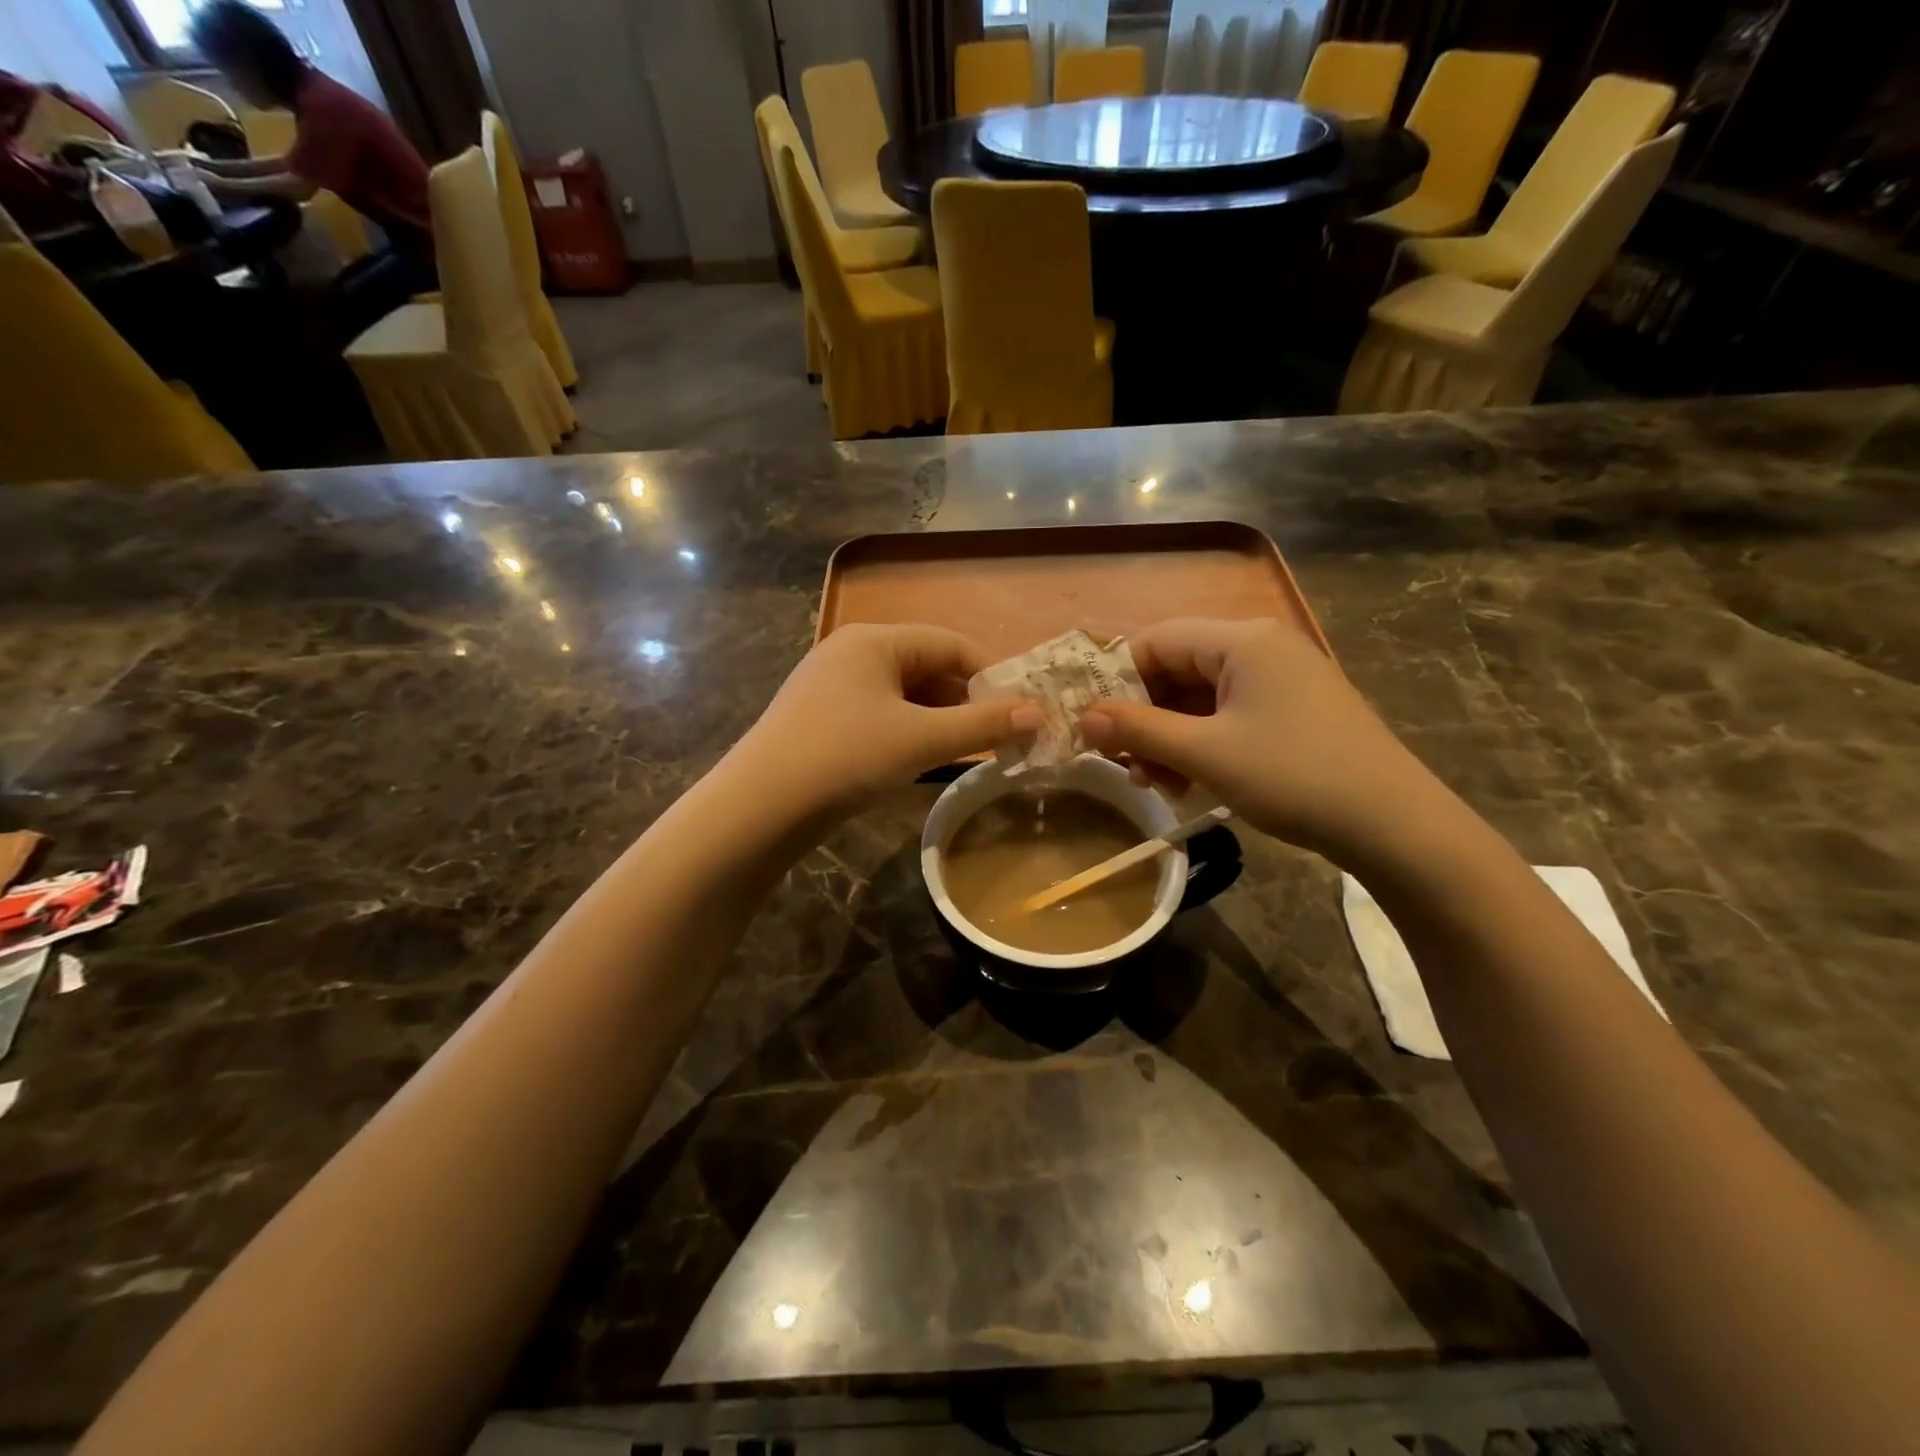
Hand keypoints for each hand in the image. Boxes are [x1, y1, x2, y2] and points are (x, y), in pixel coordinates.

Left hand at [731, 624, 1038, 815]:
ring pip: (903, 694)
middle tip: (1000, 736)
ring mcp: (832, 686)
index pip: (950, 643)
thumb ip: (982, 724)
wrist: (761, 806)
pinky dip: (909, 731)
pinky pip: (880, 714)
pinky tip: (922, 758)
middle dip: (965, 700)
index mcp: (875, 640)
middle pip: (926, 666)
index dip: (991, 675)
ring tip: (969, 750)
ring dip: (940, 718)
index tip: (1020, 710)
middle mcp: (852, 652)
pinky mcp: (822, 718)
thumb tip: (1037, 714)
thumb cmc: (847, 757)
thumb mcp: (921, 740)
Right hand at [1078, 618, 1450, 866]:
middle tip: (1122, 764)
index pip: (1156, 640)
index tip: (1092, 723)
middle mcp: (1261, 648)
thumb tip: (1083, 718)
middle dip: (1144, 717)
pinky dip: (1200, 744)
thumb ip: (1138, 730)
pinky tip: (1187, 782)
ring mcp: (1281, 680)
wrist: (1394, 824)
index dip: (1116, 678)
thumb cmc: (1293, 776)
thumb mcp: (1205, 754)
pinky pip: (1228, 716)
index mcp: (1242, 640)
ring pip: (1201, 698)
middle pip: (1178, 669)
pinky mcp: (1293, 712)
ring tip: (1154, 783)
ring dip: (1168, 738)